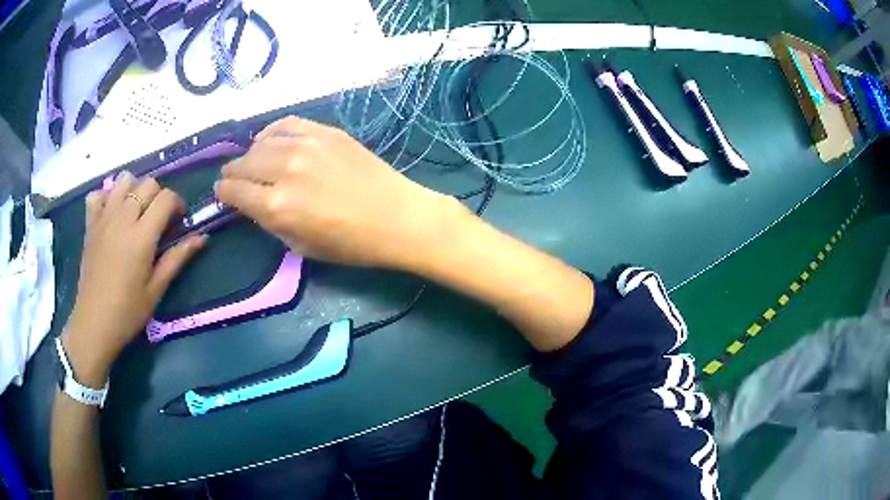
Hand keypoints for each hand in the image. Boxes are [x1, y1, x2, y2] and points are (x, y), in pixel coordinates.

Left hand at [63, 173, 204, 385]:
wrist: (94, 324)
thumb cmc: (128, 312)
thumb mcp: (156, 289)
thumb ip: (177, 258)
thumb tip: (201, 238)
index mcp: (141, 236)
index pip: (166, 197)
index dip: (177, 204)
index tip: (178, 221)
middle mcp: (123, 219)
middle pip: (147, 183)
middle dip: (158, 196)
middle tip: (158, 219)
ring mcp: (104, 219)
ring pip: (124, 180)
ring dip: (134, 189)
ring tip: (136, 211)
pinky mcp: (90, 225)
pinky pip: (98, 194)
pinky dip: (107, 197)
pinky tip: (112, 213)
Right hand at [216, 117, 465, 268]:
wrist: (397, 217)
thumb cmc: (351, 244)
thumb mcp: (301, 247)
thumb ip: (270, 222)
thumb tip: (252, 203)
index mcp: (276, 206)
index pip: (234, 191)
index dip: (224, 193)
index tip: (223, 194)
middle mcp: (285, 170)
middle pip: (243, 164)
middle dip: (233, 173)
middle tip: (233, 178)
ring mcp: (306, 145)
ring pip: (260, 142)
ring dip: (250, 153)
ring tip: (251, 161)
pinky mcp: (325, 132)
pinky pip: (286, 124)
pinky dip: (272, 131)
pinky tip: (269, 139)